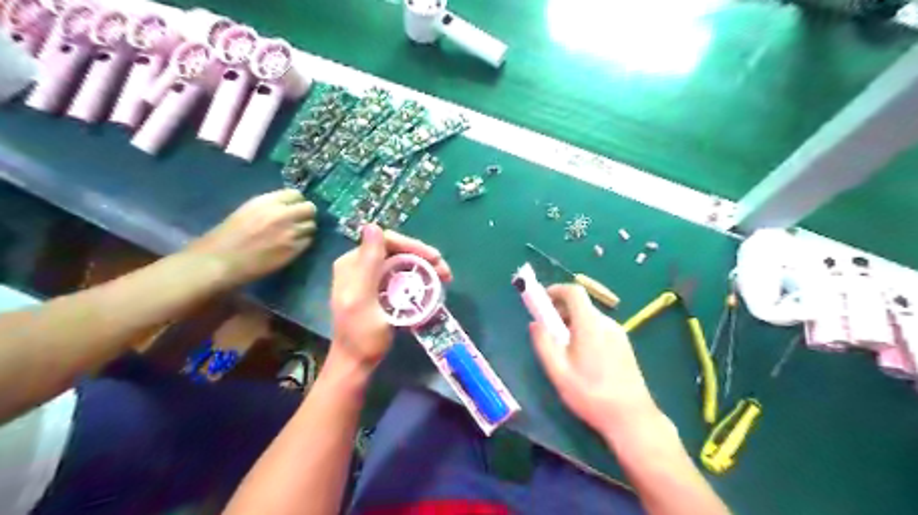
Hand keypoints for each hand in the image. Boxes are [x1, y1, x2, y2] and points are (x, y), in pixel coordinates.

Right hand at [188, 189, 318, 287]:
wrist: (219, 261)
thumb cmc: (226, 237)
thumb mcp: (247, 211)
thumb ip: (269, 207)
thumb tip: (287, 206)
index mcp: (267, 202)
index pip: (296, 194)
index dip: (295, 202)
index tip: (292, 208)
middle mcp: (282, 214)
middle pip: (310, 208)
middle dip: (305, 214)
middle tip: (299, 221)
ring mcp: (290, 233)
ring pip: (312, 225)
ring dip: (306, 229)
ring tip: (294, 235)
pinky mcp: (294, 250)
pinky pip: (308, 241)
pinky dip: (303, 243)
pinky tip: (291, 246)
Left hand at [329, 222, 450, 368]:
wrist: (357, 364)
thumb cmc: (361, 336)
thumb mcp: (363, 299)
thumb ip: (368, 264)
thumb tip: (372, 225)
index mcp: (351, 263)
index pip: (385, 241)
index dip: (412, 245)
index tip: (434, 258)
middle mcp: (359, 265)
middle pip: (395, 250)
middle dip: (422, 256)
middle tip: (444, 270)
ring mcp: (369, 277)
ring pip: (401, 262)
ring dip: (423, 266)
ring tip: (444, 277)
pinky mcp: (379, 289)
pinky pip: (401, 275)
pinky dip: (418, 278)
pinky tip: (431, 284)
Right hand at [531, 284, 659, 439]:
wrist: (631, 418)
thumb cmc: (590, 394)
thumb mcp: (558, 371)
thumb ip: (543, 344)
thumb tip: (535, 324)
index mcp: (590, 324)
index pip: (574, 291)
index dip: (556, 290)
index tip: (541, 301)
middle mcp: (607, 323)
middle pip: (581, 304)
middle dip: (560, 310)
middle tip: (547, 330)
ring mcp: (618, 334)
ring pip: (590, 317)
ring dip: (572, 323)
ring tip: (562, 348)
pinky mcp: (624, 345)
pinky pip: (600, 329)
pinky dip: (585, 331)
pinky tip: (581, 357)